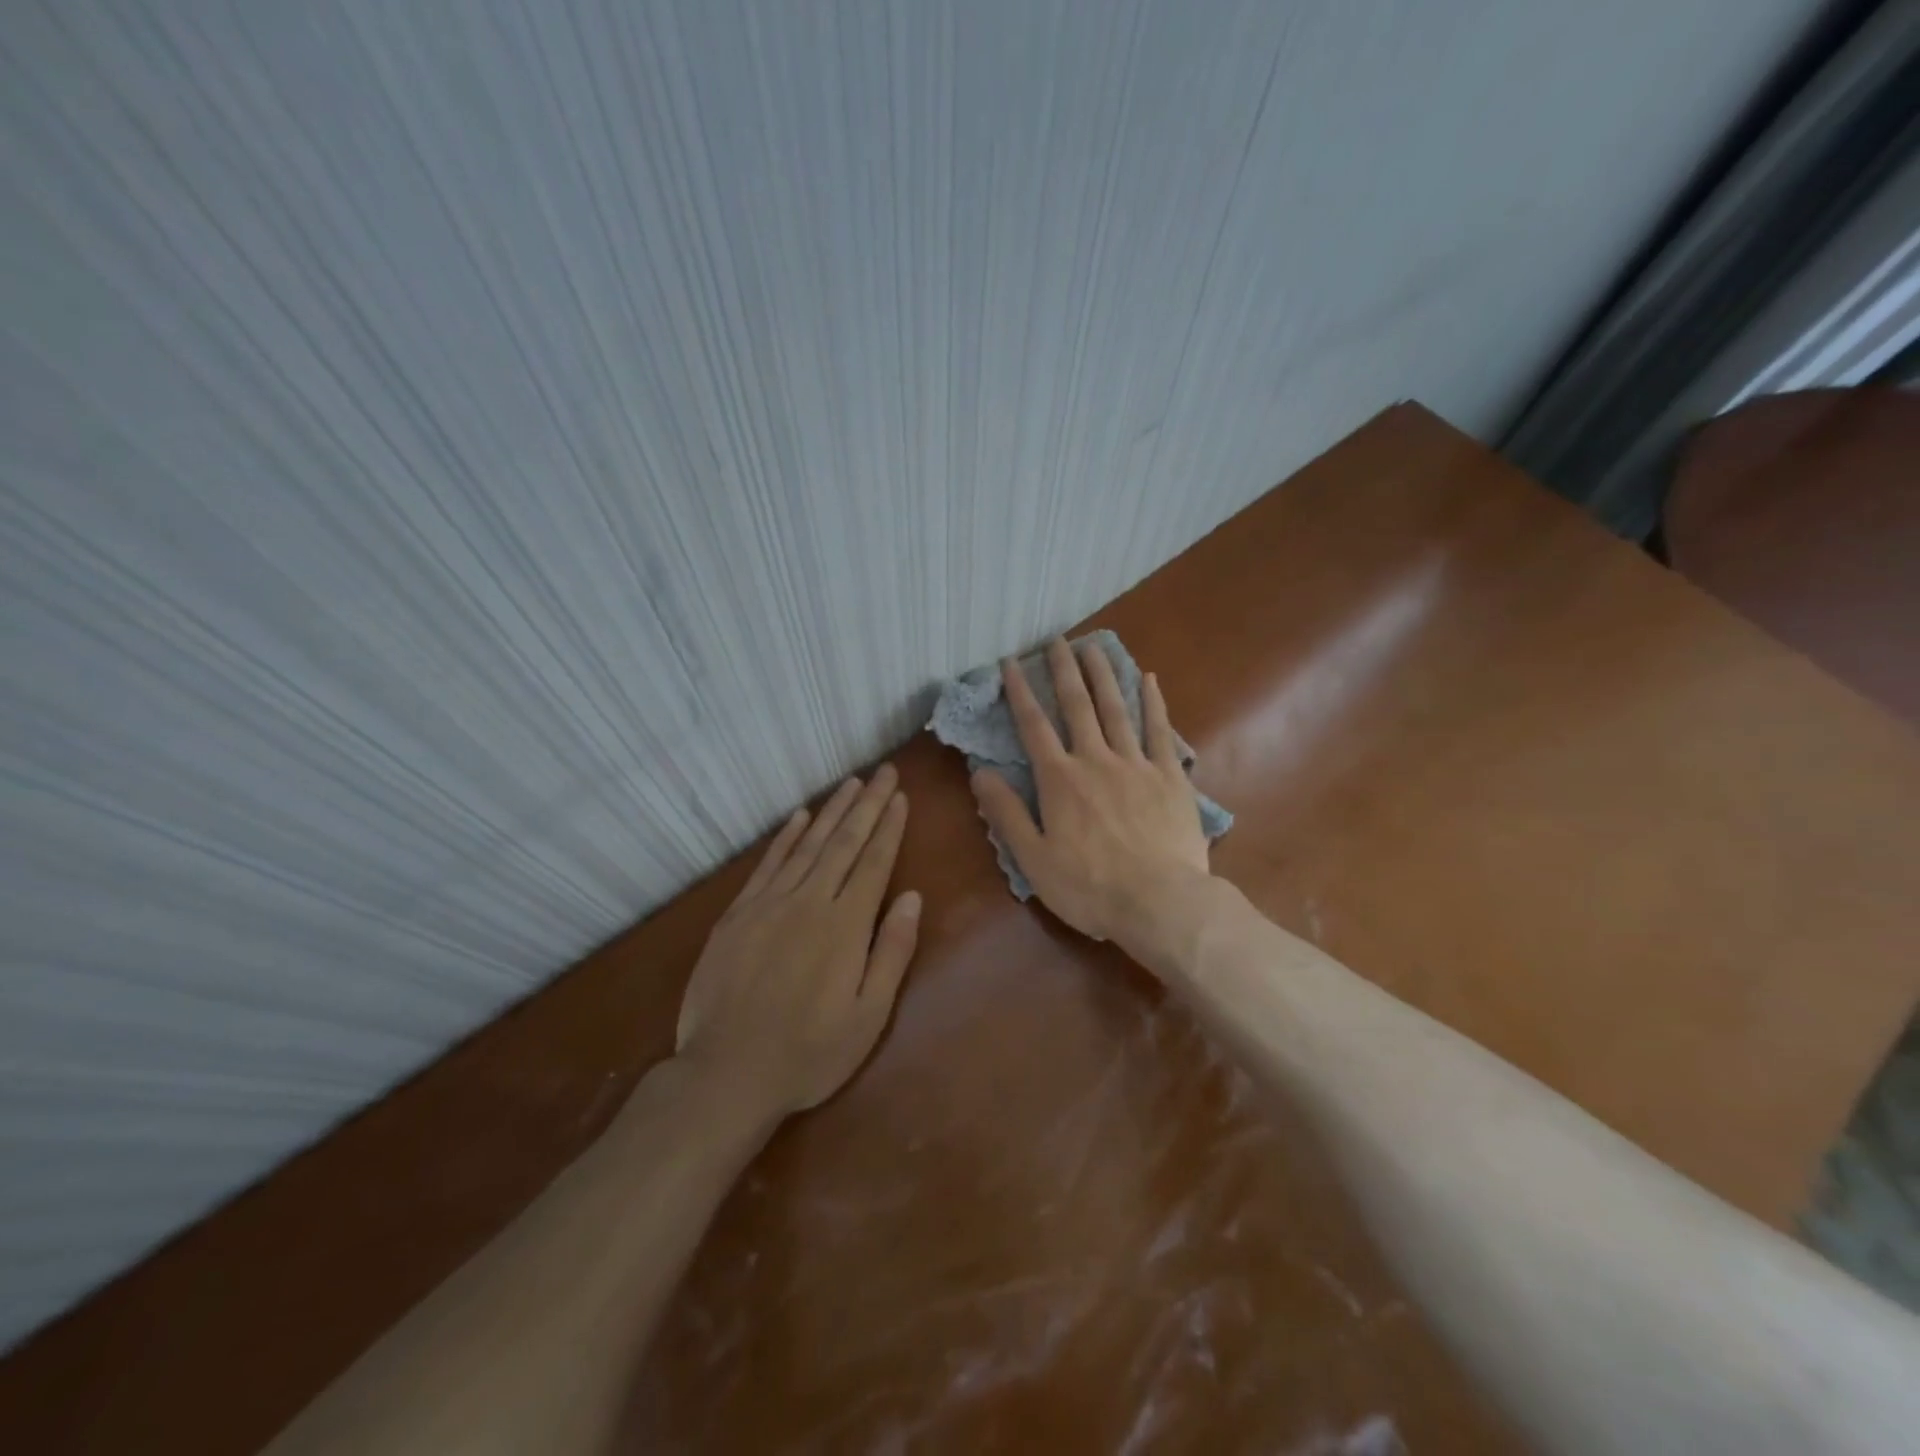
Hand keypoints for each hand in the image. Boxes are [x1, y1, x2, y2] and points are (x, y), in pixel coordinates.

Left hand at [675, 765, 920, 1120]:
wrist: (727, 1074)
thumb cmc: (809, 1053)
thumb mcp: (869, 1017)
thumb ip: (892, 952)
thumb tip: (913, 898)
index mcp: (846, 926)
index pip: (874, 862)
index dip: (889, 827)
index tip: (900, 796)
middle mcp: (809, 902)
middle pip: (844, 842)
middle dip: (868, 804)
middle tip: (883, 771)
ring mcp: (769, 904)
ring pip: (807, 845)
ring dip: (832, 811)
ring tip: (851, 783)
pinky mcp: (738, 914)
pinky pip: (767, 864)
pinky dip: (785, 837)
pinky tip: (800, 817)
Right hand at [971, 638, 1210, 955]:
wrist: (1160, 902)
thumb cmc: (1089, 887)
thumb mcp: (1033, 858)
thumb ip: (1006, 812)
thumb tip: (979, 773)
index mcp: (1060, 780)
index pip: (1034, 726)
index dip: (1020, 692)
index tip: (1011, 663)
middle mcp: (1095, 760)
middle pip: (1077, 706)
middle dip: (1063, 671)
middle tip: (1057, 640)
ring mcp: (1136, 765)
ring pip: (1117, 709)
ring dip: (1104, 675)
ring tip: (1094, 647)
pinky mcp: (1170, 776)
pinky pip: (1161, 731)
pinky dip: (1154, 703)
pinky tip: (1149, 680)